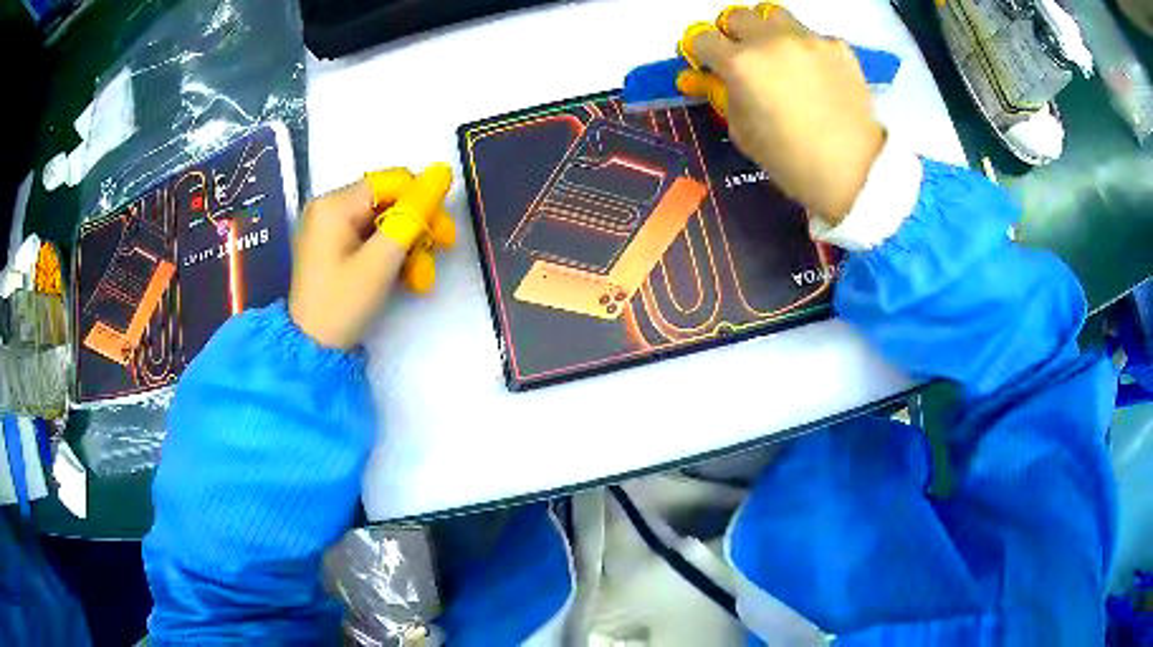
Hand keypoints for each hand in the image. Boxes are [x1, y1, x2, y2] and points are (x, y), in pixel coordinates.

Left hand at [289, 164, 452, 349]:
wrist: (312, 350)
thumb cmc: (343, 305)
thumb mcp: (381, 261)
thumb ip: (413, 214)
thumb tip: (442, 171)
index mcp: (334, 204)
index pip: (393, 182)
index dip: (424, 201)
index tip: (445, 235)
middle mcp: (329, 206)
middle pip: (389, 200)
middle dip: (417, 226)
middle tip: (440, 252)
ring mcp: (329, 226)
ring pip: (384, 220)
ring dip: (409, 244)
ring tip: (421, 277)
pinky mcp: (333, 244)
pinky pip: (371, 236)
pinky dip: (391, 253)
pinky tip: (406, 276)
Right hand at [677, 4, 884, 222]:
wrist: (855, 173)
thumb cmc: (792, 163)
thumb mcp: (743, 134)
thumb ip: (724, 96)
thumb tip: (713, 78)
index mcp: (741, 64)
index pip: (702, 38)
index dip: (700, 52)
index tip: (708, 66)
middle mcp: (771, 40)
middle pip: (736, 17)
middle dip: (732, 35)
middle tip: (743, 60)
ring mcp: (808, 39)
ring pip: (772, 13)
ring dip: (766, 29)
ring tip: (778, 55)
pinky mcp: (837, 45)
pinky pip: (809, 35)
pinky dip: (804, 48)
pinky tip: (815, 74)